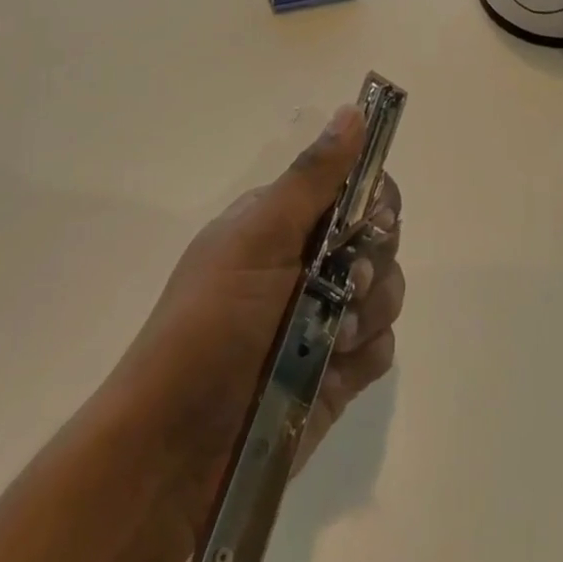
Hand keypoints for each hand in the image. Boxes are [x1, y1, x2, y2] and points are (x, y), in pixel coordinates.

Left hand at [113, 105, 403, 531]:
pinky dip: (366, 355)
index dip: (371, 197)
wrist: (176, 451)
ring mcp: (324, 317)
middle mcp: (308, 261)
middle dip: (373, 258)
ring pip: (386, 290)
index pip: (352, 186)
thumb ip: (313, 177)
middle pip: (378, 236)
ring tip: (333, 338)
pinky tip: (336, 370)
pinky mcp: (336, 372)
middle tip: (347, 282)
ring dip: (370, 311)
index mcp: (284, 221)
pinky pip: (381, 347)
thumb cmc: (212, 324)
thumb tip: (353, 110)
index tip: (367, 220)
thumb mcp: (259, 237)